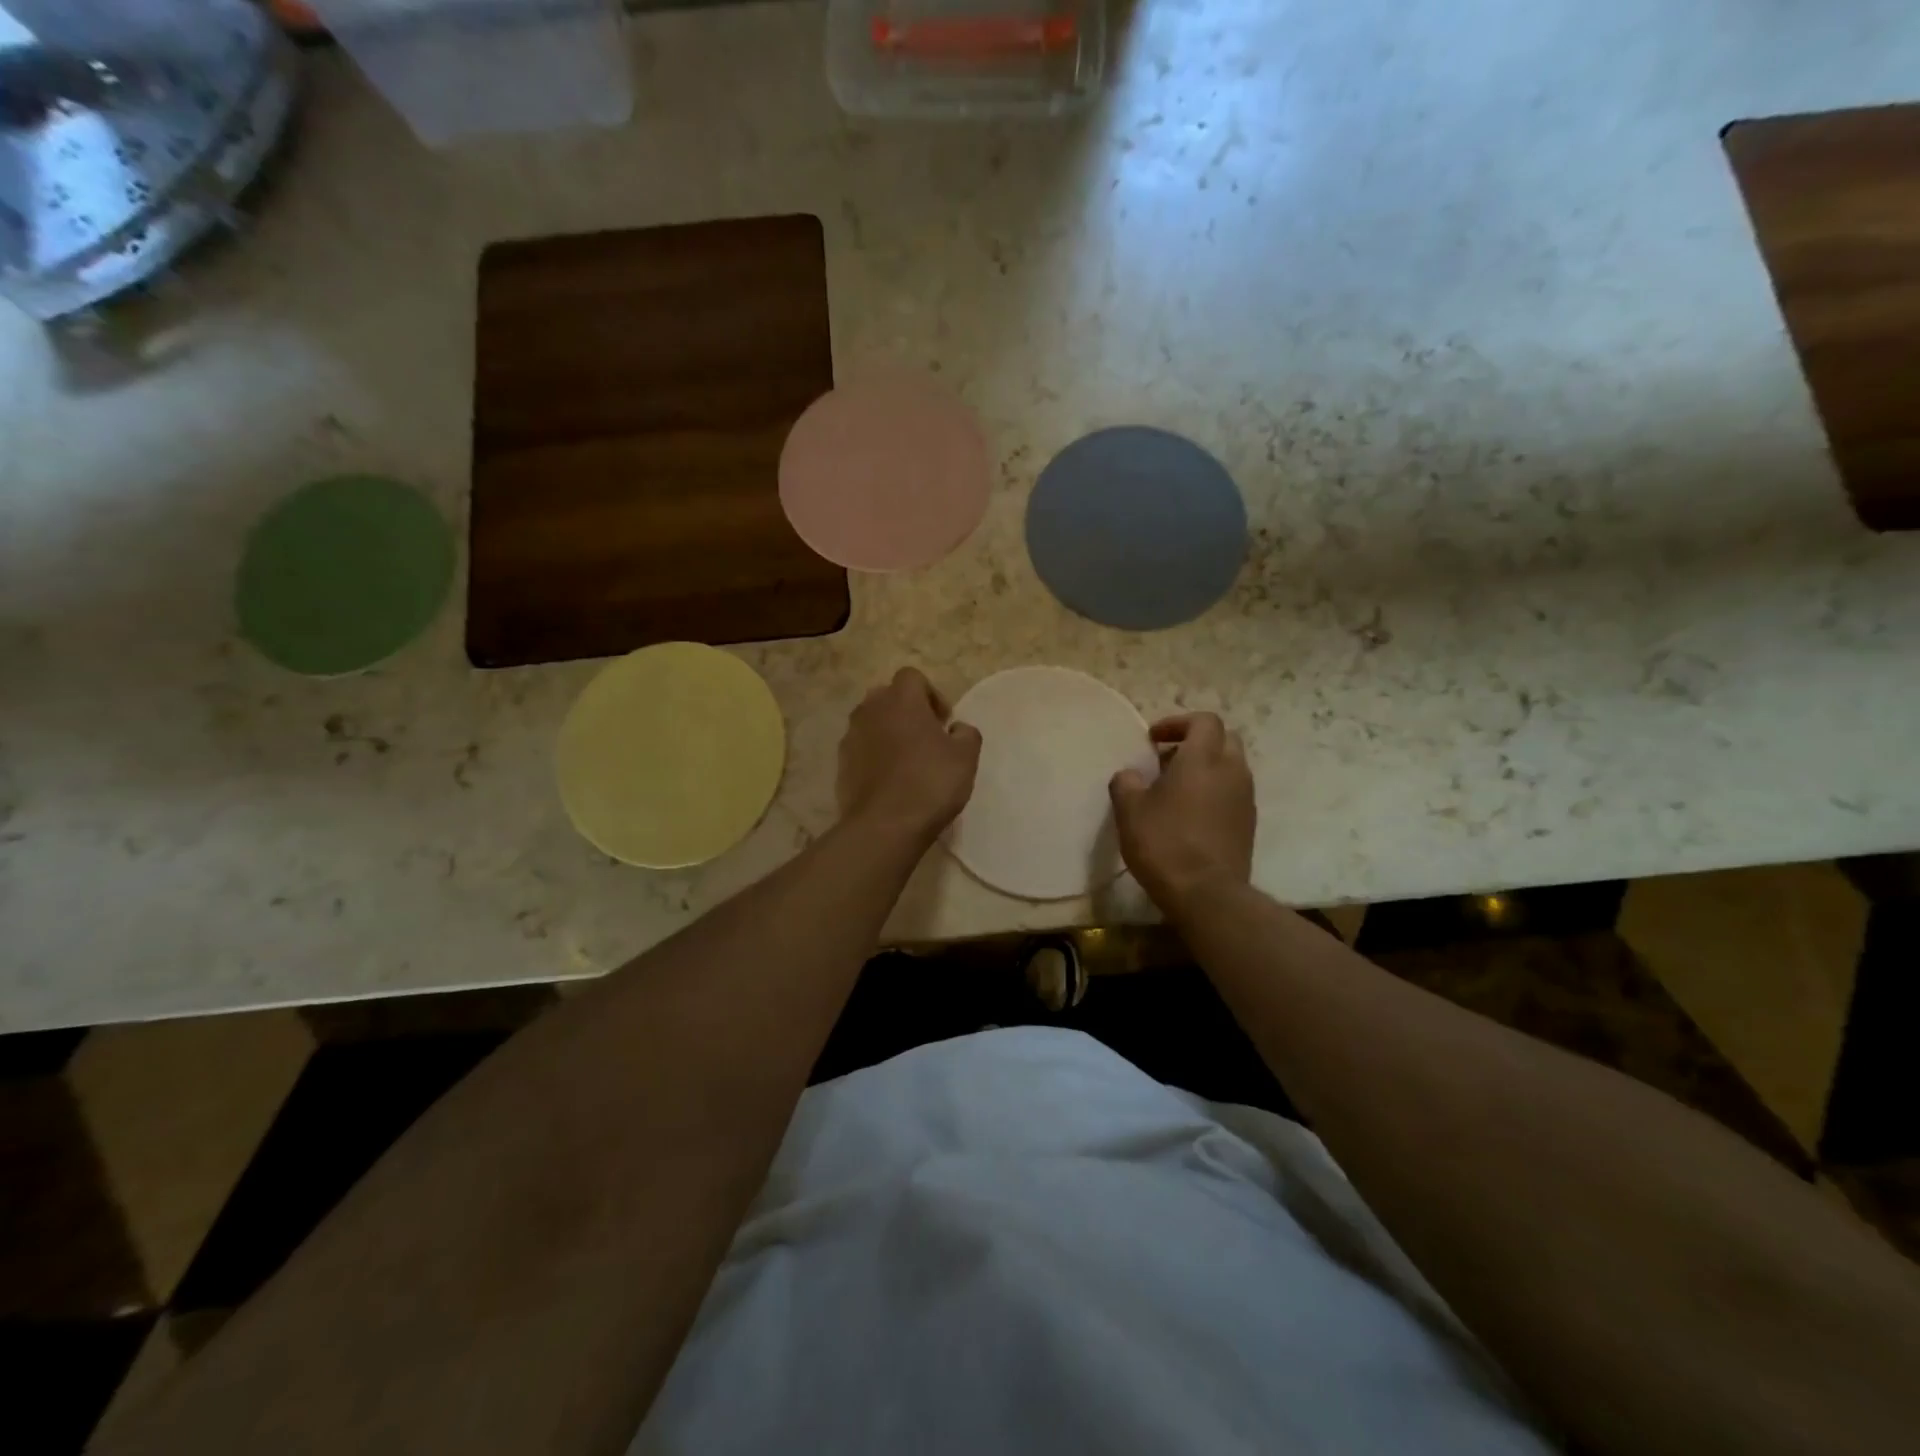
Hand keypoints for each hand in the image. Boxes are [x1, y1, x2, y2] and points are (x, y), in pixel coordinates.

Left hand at [838, 668, 981, 843]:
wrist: (885, 825)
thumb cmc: (930, 783)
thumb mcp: (966, 757)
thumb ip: (966, 733)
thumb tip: (957, 729)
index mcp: (900, 699)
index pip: (912, 677)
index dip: (931, 695)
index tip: (943, 722)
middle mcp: (870, 710)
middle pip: (887, 697)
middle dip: (906, 711)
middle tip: (926, 737)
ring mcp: (851, 737)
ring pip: (871, 723)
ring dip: (889, 733)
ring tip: (907, 761)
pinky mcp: (841, 764)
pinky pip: (861, 750)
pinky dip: (874, 757)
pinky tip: (891, 782)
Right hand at [1109, 712, 1255, 909]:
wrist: (1206, 893)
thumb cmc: (1164, 843)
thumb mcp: (1129, 811)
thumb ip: (1126, 783)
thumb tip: (1129, 775)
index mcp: (1203, 758)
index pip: (1204, 721)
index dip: (1178, 723)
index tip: (1154, 739)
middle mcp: (1231, 771)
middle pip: (1224, 739)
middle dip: (1196, 742)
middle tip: (1167, 759)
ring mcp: (1245, 798)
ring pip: (1231, 767)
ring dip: (1206, 768)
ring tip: (1176, 789)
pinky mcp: (1249, 824)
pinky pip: (1233, 793)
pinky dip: (1214, 792)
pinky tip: (1191, 815)